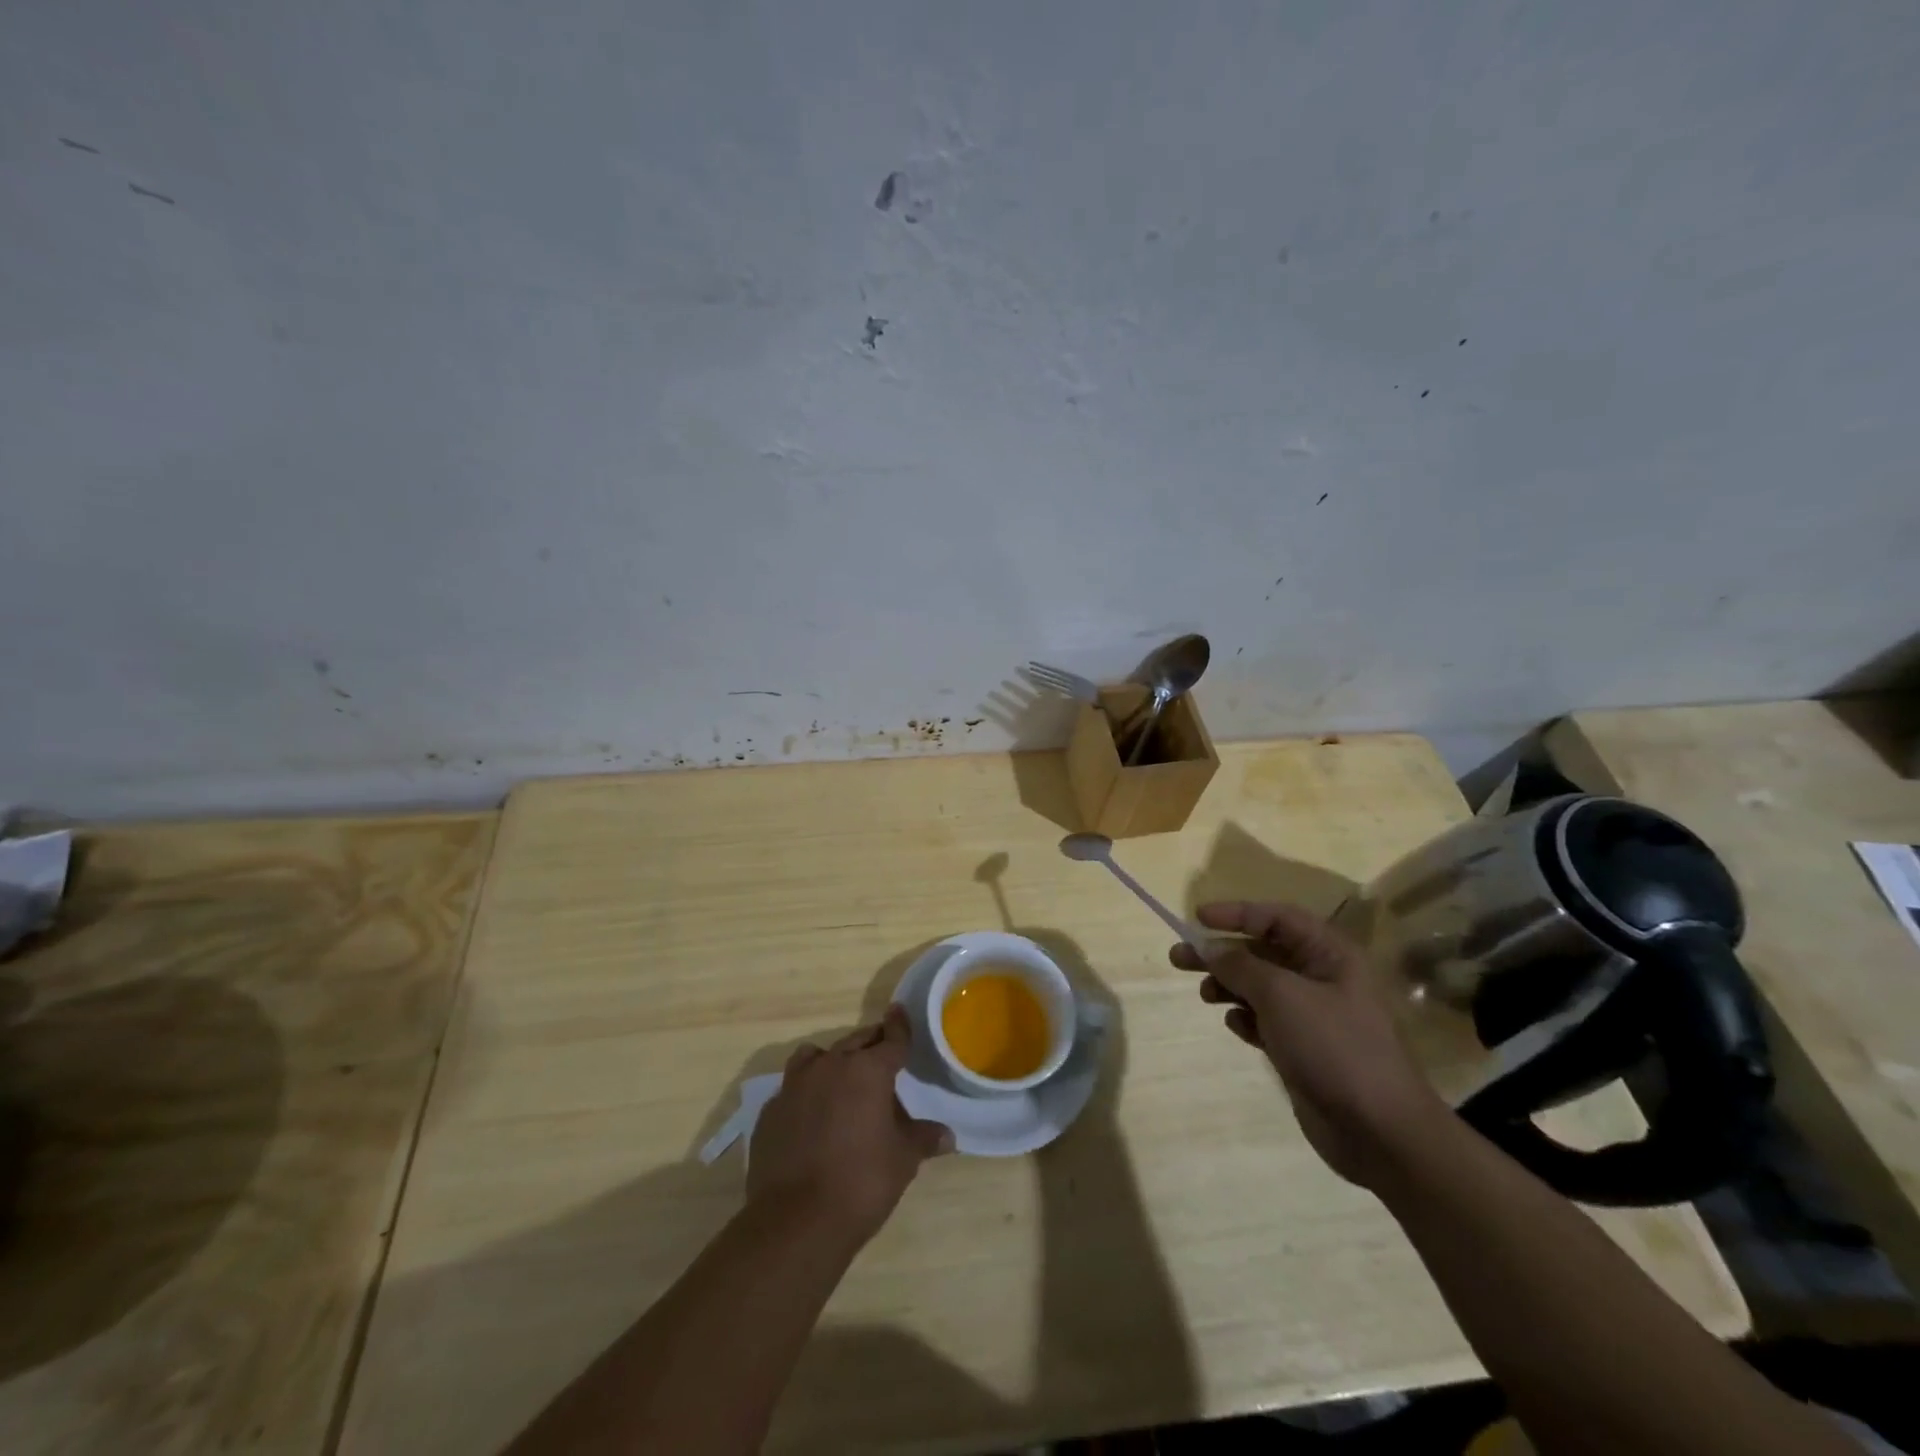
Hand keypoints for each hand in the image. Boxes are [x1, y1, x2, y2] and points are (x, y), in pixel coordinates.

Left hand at [747, 1005, 953, 1243]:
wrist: (795, 1222)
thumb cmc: (861, 1183)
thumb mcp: (902, 1160)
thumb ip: (923, 1139)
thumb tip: (947, 1135)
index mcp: (868, 1070)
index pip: (891, 1039)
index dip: (899, 1026)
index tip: (899, 1011)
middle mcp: (830, 1066)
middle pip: (855, 1042)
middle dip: (870, 1045)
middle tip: (882, 1055)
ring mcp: (795, 1086)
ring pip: (817, 1057)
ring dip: (832, 1062)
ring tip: (842, 1082)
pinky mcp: (771, 1110)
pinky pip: (793, 1088)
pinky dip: (806, 1093)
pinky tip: (811, 1117)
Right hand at [1170, 901, 1448, 1188]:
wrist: (1380, 1131)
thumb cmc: (1334, 1047)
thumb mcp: (1281, 995)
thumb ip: (1240, 966)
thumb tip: (1209, 948)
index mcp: (1330, 954)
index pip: (1277, 917)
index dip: (1237, 913)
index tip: (1197, 918)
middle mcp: (1322, 977)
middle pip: (1261, 951)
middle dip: (1221, 952)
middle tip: (1179, 957)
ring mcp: (1313, 1015)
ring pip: (1258, 986)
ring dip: (1228, 985)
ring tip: (1204, 995)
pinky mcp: (1302, 1047)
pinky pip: (1264, 1019)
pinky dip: (1245, 1018)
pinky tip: (1237, 1026)